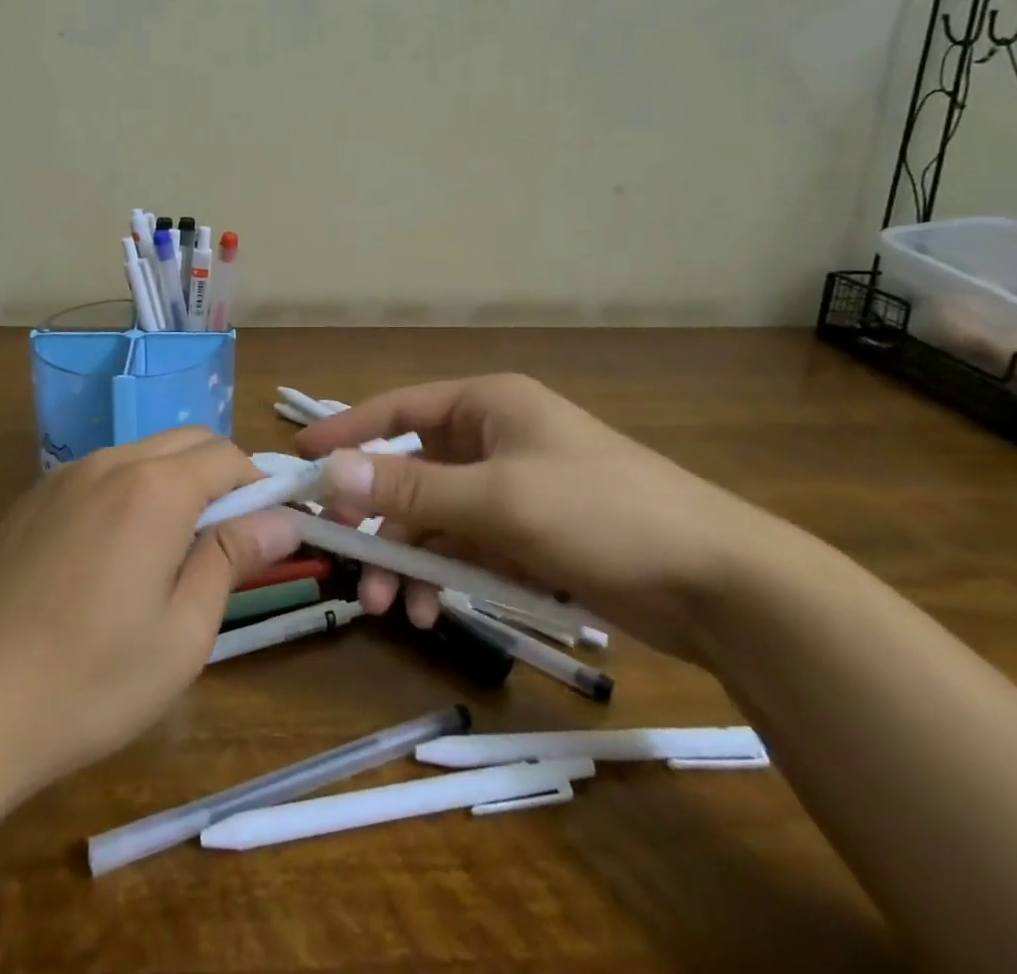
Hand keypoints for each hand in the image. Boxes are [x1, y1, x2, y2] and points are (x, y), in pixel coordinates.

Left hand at [0, 428, 301, 794]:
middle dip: (220, 478)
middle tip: (224, 544)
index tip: (268, 531)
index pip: (227, 456)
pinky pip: (101, 476)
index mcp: (155, 489)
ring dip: (174, 484)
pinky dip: (129, 494)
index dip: (258, 486)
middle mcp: (110, 464)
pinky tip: (111, 559)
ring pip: (143, 455)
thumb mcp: (184, 631)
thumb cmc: (91, 680)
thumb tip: (282, 518)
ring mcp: (64, 478)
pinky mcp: (33, 501)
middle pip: (187, 443)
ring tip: (168, 555)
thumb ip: (234, 558)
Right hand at [296, 374, 791, 662]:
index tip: (298, 457)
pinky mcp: (533, 536)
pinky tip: (435, 610)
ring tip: (395, 610)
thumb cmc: (601, 514)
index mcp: (488, 406)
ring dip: (411, 559)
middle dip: (380, 519)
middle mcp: (496, 439)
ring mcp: (515, 489)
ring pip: (438, 518)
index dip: (348, 430)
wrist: (717, 582)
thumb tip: (331, 470)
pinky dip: (447, 575)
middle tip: (348, 563)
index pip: (400, 409)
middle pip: (413, 471)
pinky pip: (469, 548)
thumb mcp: (499, 500)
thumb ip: (412, 487)